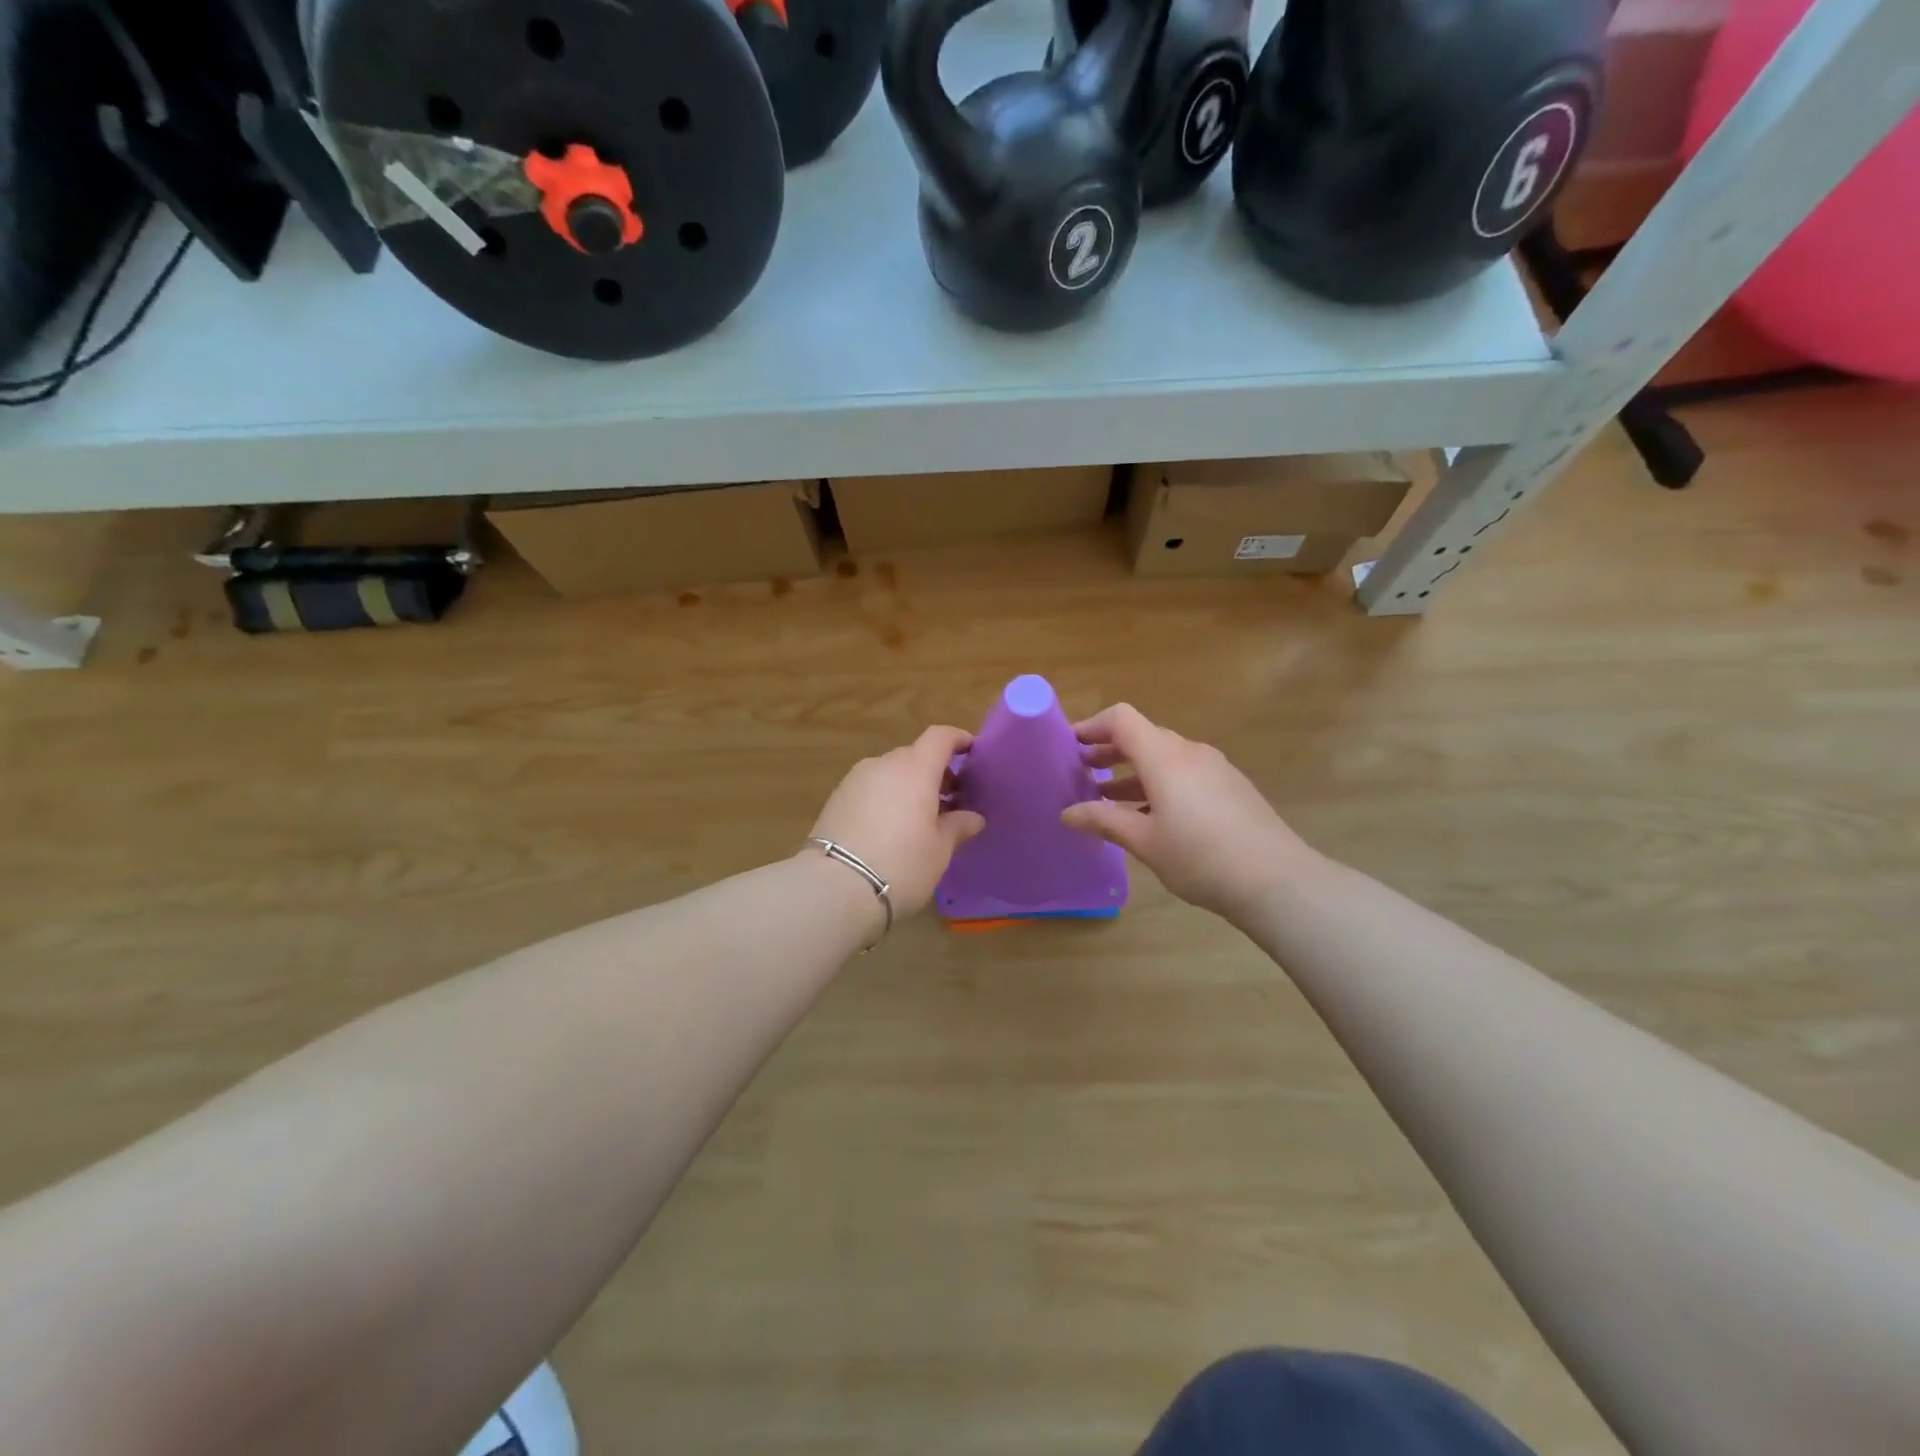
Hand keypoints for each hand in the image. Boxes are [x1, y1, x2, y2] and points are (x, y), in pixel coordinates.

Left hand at [808, 726, 986, 916]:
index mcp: (915, 769)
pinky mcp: (836, 799)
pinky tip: (890, 828)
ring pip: (890, 773)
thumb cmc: (901, 864)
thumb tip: (973, 817)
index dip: (958, 739)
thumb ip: (957, 826)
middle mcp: (884, 765)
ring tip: (919, 819)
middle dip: (935, 772)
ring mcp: (855, 780)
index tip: (972, 752)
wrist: (834, 888)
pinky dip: (886, 798)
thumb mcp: (939, 850)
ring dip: (908, 786)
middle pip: (915, 756)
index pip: (940, 737)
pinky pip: (871, 788)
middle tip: (950, 800)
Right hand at [1059, 704, 1321, 922]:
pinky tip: (1150, 815)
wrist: (1277, 880)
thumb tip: (1067, 813)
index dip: (1092, 726)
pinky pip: (1185, 773)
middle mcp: (1190, 752)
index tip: (1069, 745)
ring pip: (1164, 757)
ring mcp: (1215, 768)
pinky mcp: (1230, 787)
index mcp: (1165, 757)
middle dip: (1109, 751)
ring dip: (1133, 771)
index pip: (1122, 719)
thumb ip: (1103, 820)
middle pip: (1143, 736)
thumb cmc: (1200, 857)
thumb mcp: (1144, 841)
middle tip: (1082, 772)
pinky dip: (1159, 783)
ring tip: (1107, 797)